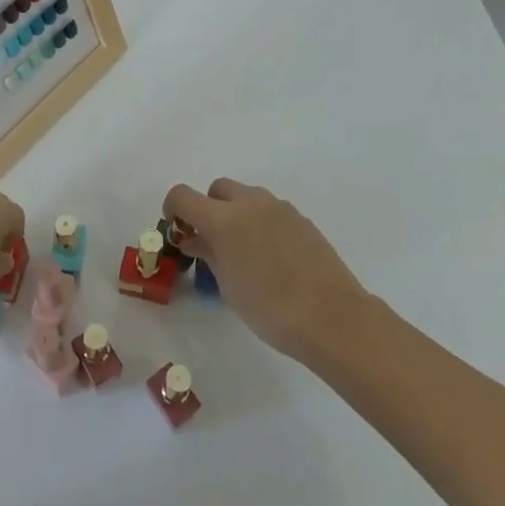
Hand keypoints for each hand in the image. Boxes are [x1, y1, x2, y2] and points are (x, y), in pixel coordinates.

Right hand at [165, 178, 369, 360]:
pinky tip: (272, 257)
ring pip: (246, 197)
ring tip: (244, 253)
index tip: (178, 232)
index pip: (183, 195)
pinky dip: (260, 223)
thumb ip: (209, 254)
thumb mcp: (228, 285)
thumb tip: (196, 240)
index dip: (173, 209)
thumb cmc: (270, 308)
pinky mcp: (300, 218)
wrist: (331, 316)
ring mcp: (279, 207)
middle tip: (212, 242)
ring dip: (236, 215)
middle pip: (217, 189)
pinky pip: (269, 211)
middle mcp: (250, 203)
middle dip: (208, 209)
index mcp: (224, 218)